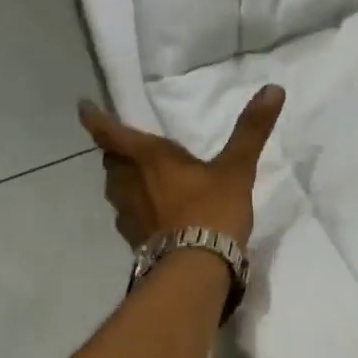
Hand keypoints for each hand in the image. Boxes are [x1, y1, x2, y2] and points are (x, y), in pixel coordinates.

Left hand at [79, 86, 284, 248]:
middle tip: (129, 147)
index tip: (84, 107)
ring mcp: (127, 215)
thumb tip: (274, 88)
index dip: (95, 118)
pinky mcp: (134, 241)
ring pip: (117, 189)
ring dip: (125, 181)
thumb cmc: (211, 211)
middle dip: (118, 152)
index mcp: (147, 157)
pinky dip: (138, 210)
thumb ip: (251, 130)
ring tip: (143, 180)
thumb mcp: (237, 168)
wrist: (195, 269)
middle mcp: (128, 182)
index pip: (110, 131)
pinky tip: (156, 217)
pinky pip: (129, 217)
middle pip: (112, 161)